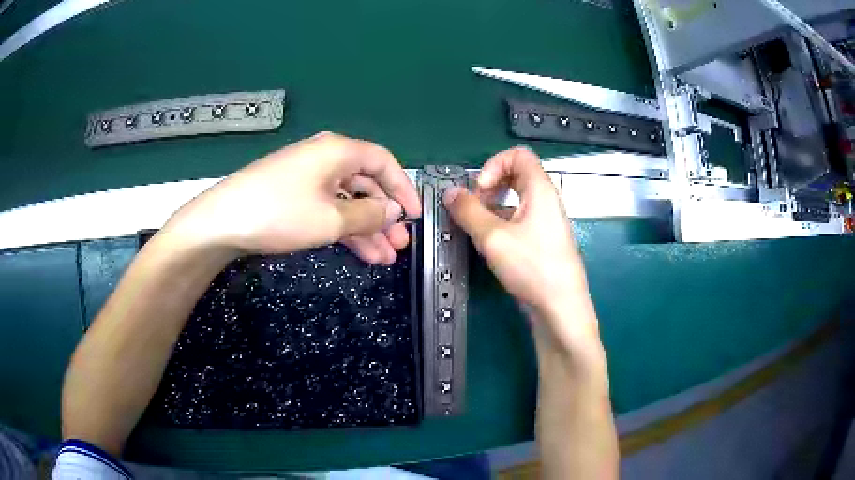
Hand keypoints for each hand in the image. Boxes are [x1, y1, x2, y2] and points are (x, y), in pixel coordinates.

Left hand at [164, 132, 421, 263]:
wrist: (222, 223)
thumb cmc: (280, 213)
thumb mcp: (331, 218)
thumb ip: (369, 214)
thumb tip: (394, 211)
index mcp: (338, 151)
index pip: (383, 162)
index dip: (403, 188)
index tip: (415, 216)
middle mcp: (325, 158)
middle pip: (366, 183)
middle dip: (385, 216)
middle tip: (399, 245)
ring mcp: (308, 177)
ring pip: (348, 200)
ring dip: (367, 229)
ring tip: (384, 258)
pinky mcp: (293, 195)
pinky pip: (329, 208)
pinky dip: (344, 229)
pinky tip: (360, 253)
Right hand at [443, 147, 597, 348]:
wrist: (561, 308)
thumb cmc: (532, 267)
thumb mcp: (493, 237)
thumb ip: (468, 211)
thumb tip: (450, 192)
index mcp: (540, 190)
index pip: (518, 155)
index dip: (494, 165)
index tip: (480, 189)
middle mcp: (546, 200)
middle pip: (516, 175)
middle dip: (490, 186)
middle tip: (475, 207)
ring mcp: (546, 221)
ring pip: (516, 199)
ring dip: (493, 207)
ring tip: (478, 228)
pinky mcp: (542, 240)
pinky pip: (519, 219)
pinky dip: (501, 223)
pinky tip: (490, 245)